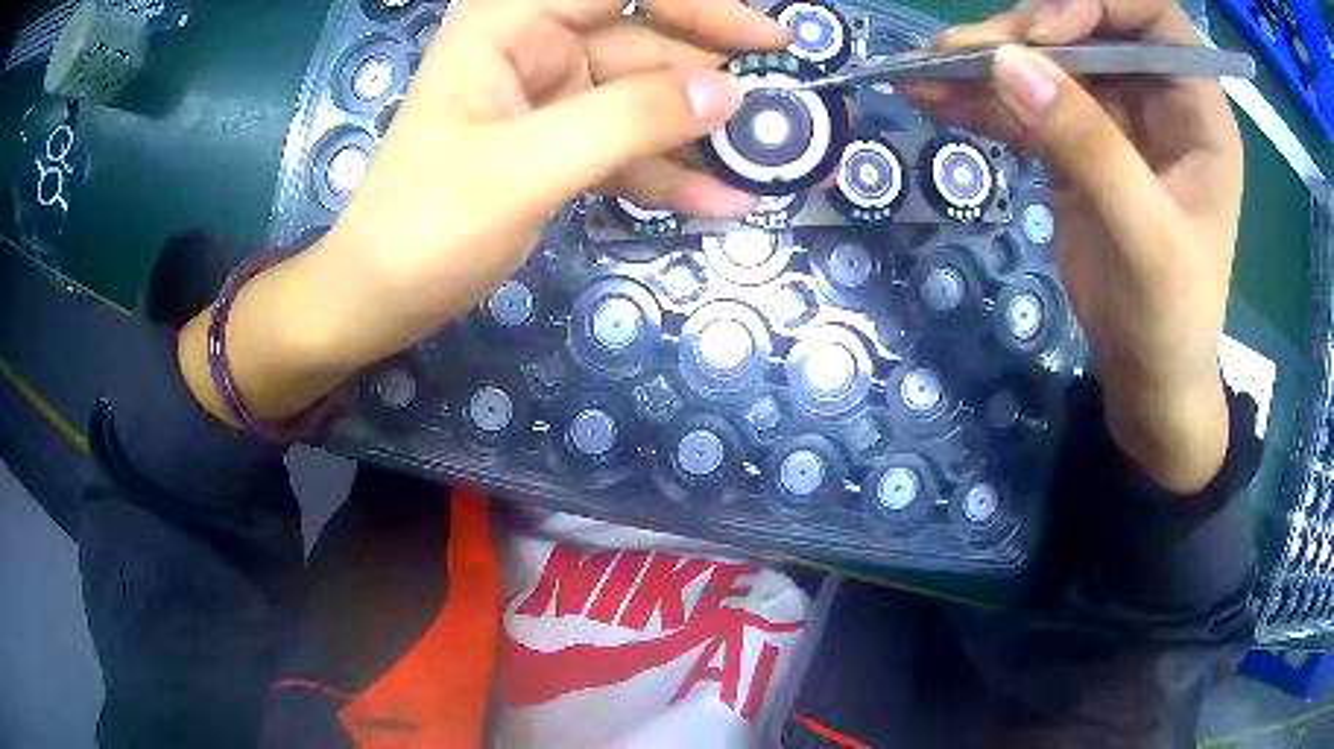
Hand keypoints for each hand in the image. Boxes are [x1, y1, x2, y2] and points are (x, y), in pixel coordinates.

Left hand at [178, 0, 786, 425]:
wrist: (378, 300)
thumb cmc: (426, 228)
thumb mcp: (526, 167)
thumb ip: (629, 120)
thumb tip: (730, 92)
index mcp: (511, 23)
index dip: (698, 4)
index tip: (769, 37)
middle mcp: (534, 47)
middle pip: (645, 43)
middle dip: (714, 78)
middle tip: (786, 112)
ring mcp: (549, 99)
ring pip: (645, 100)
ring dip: (702, 135)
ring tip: (768, 166)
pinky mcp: (557, 146)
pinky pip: (627, 147)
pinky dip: (669, 174)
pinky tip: (719, 203)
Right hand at [903, 0, 1241, 492]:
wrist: (1147, 378)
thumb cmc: (1171, 321)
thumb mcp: (1145, 240)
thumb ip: (1090, 149)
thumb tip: (1009, 64)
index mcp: (1196, 109)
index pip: (1148, 14)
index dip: (1094, 4)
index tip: (1043, 36)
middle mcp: (1155, 97)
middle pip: (1083, 28)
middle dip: (1022, 35)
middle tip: (961, 56)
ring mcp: (1113, 118)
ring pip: (1044, 62)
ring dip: (983, 63)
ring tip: (922, 70)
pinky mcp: (1076, 144)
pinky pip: (1023, 105)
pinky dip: (977, 101)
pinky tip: (931, 97)